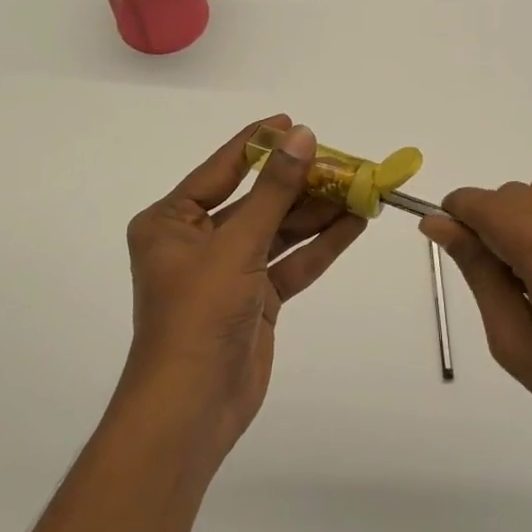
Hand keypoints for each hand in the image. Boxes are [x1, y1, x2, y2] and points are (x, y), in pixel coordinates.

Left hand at [121, 117, 364, 461]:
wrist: (192, 409)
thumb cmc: (199, 314)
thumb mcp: (237, 244)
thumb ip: (274, 190)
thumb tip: (302, 136)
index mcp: (171, 221)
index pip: (222, 169)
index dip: (258, 144)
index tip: (292, 122)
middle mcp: (197, 241)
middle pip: (257, 200)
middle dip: (300, 183)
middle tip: (343, 162)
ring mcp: (228, 271)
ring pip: (278, 231)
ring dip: (317, 213)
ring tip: (361, 188)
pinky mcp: (254, 299)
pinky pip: (290, 262)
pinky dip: (320, 246)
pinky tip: (354, 224)